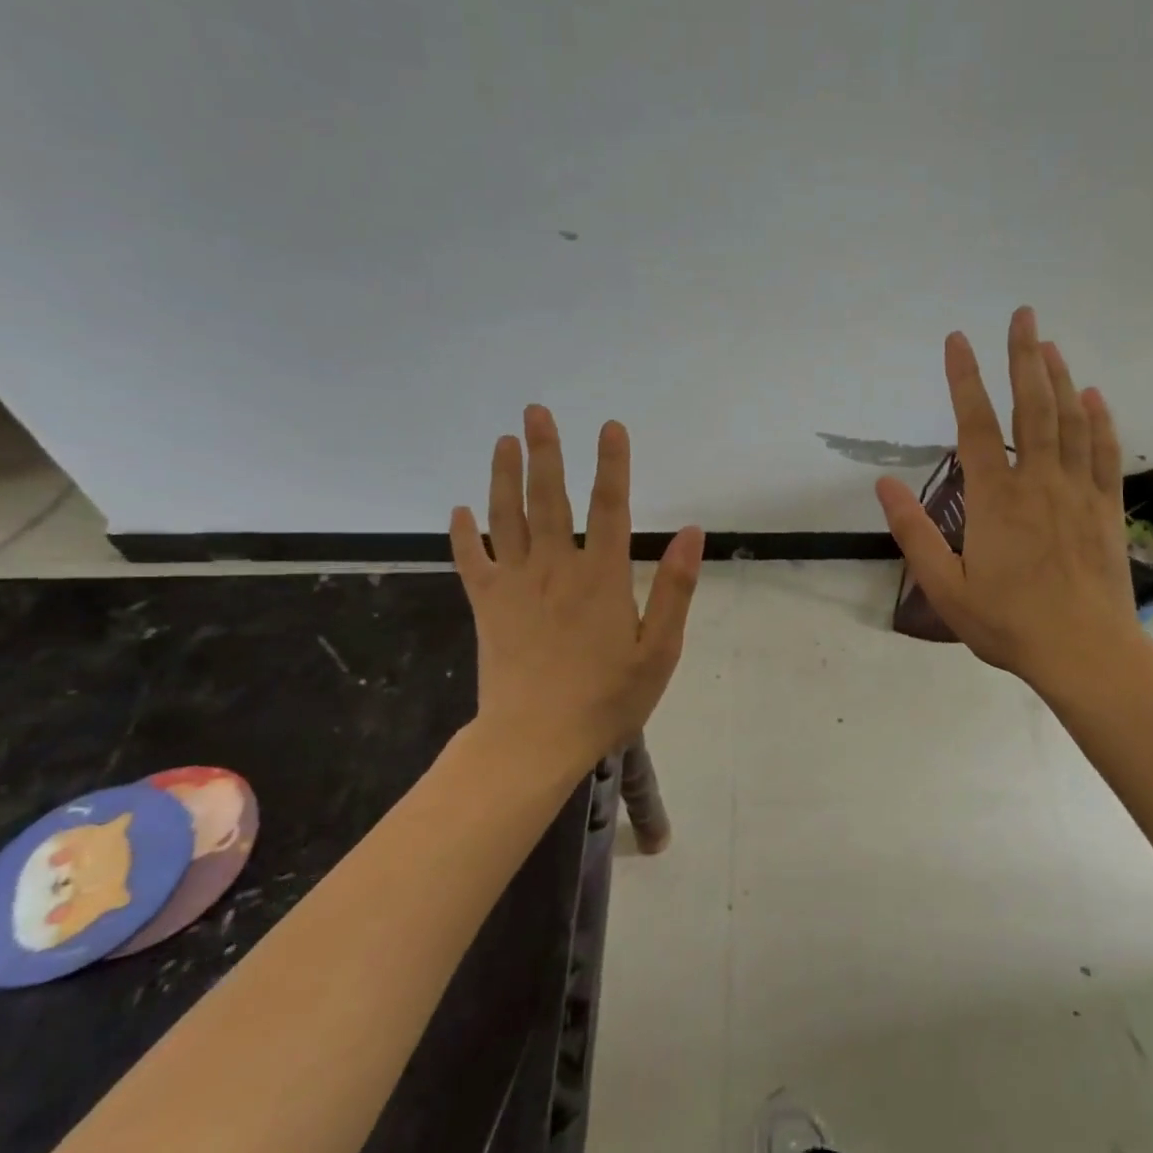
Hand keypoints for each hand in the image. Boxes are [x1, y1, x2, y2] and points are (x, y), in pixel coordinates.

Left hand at [449, 406, 704, 767]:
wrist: (535, 740)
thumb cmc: (607, 698)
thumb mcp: (659, 650)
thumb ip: (675, 588)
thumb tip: (693, 532)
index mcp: (602, 577)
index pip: (610, 507)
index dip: (612, 465)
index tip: (610, 427)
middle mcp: (556, 568)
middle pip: (549, 499)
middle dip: (545, 452)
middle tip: (536, 411)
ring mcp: (516, 585)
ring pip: (507, 518)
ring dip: (504, 476)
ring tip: (503, 440)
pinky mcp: (487, 606)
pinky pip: (472, 561)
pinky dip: (463, 534)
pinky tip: (459, 510)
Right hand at [874, 307, 1140, 694]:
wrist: (1084, 651)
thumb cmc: (1008, 623)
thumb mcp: (945, 587)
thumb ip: (914, 533)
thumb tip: (883, 485)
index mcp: (995, 499)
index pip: (975, 425)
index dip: (964, 378)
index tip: (958, 339)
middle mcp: (1038, 482)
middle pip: (1031, 407)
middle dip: (1024, 356)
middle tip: (1023, 314)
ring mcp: (1077, 492)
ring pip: (1070, 421)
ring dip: (1060, 378)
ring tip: (1050, 344)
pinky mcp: (1106, 508)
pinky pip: (1105, 453)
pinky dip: (1100, 420)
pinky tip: (1095, 396)